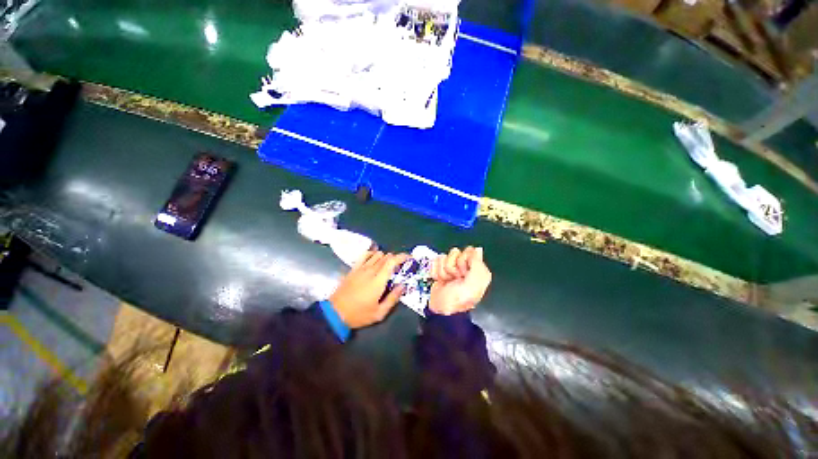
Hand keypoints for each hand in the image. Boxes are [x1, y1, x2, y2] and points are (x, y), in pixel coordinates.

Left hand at [329, 251, 408, 328]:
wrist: (335, 313)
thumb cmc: (359, 314)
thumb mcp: (379, 313)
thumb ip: (393, 298)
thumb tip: (402, 286)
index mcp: (379, 280)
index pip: (392, 261)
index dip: (402, 257)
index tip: (409, 258)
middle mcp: (371, 270)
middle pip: (386, 256)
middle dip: (395, 259)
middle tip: (399, 267)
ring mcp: (361, 268)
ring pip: (377, 254)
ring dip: (385, 257)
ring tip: (387, 266)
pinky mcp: (354, 268)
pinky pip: (364, 255)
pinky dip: (372, 253)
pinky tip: (374, 259)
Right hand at [430, 247, 491, 314]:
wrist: (441, 310)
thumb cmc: (460, 298)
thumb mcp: (474, 283)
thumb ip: (477, 264)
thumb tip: (477, 248)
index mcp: (475, 268)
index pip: (468, 251)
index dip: (464, 260)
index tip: (464, 272)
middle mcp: (463, 266)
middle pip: (454, 252)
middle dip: (452, 266)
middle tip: (455, 278)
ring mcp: (449, 268)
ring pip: (443, 257)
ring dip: (443, 271)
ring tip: (446, 281)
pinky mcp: (438, 270)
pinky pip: (435, 262)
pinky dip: (436, 272)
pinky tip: (440, 281)